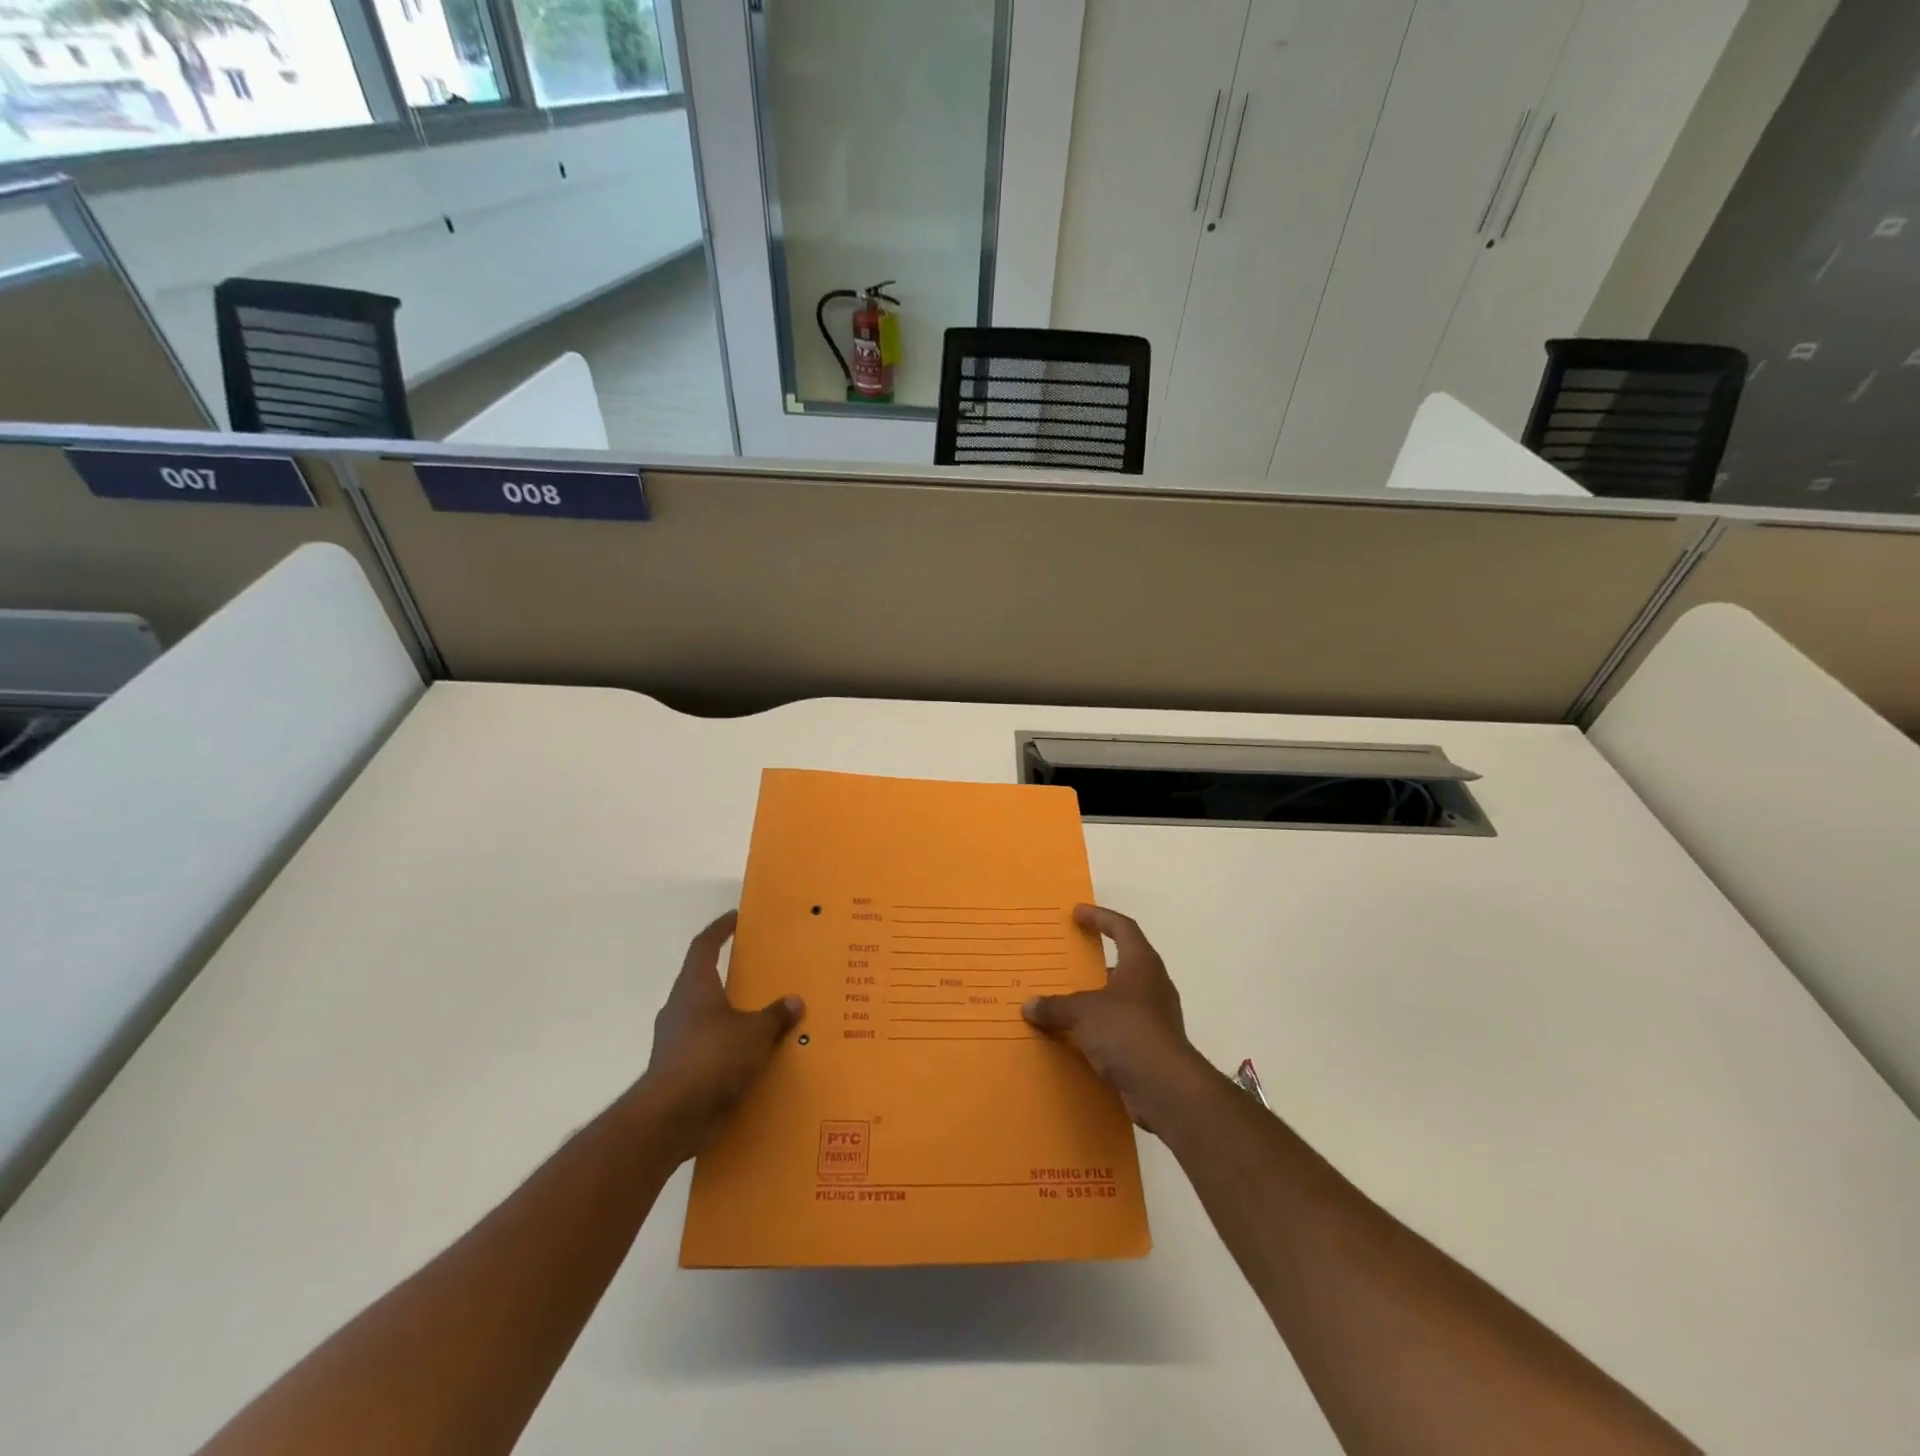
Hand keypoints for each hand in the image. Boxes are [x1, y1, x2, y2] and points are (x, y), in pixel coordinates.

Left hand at [641, 911, 803, 1160]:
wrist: (671, 1118)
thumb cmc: (712, 1058)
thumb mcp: (755, 1033)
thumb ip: (776, 1016)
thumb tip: (795, 1001)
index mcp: (694, 987)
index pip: (704, 945)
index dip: (719, 929)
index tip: (736, 918)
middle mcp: (680, 1008)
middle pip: (704, 980)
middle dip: (729, 975)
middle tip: (759, 970)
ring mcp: (676, 1041)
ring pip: (707, 1017)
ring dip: (731, 1015)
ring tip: (763, 1017)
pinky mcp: (680, 1070)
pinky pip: (709, 1049)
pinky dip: (729, 1048)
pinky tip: (753, 1057)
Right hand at [1023, 904, 1210, 1133]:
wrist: (1165, 1088)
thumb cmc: (1126, 1031)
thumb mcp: (1083, 1012)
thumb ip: (1055, 1006)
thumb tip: (1029, 1005)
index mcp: (1142, 963)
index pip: (1122, 928)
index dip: (1100, 917)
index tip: (1077, 913)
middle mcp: (1153, 985)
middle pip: (1124, 962)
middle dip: (1096, 961)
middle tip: (1068, 959)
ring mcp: (1156, 1017)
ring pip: (1122, 998)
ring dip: (1097, 998)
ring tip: (1066, 1001)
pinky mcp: (1152, 1047)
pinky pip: (1121, 1028)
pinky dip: (1100, 1029)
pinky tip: (1077, 1038)